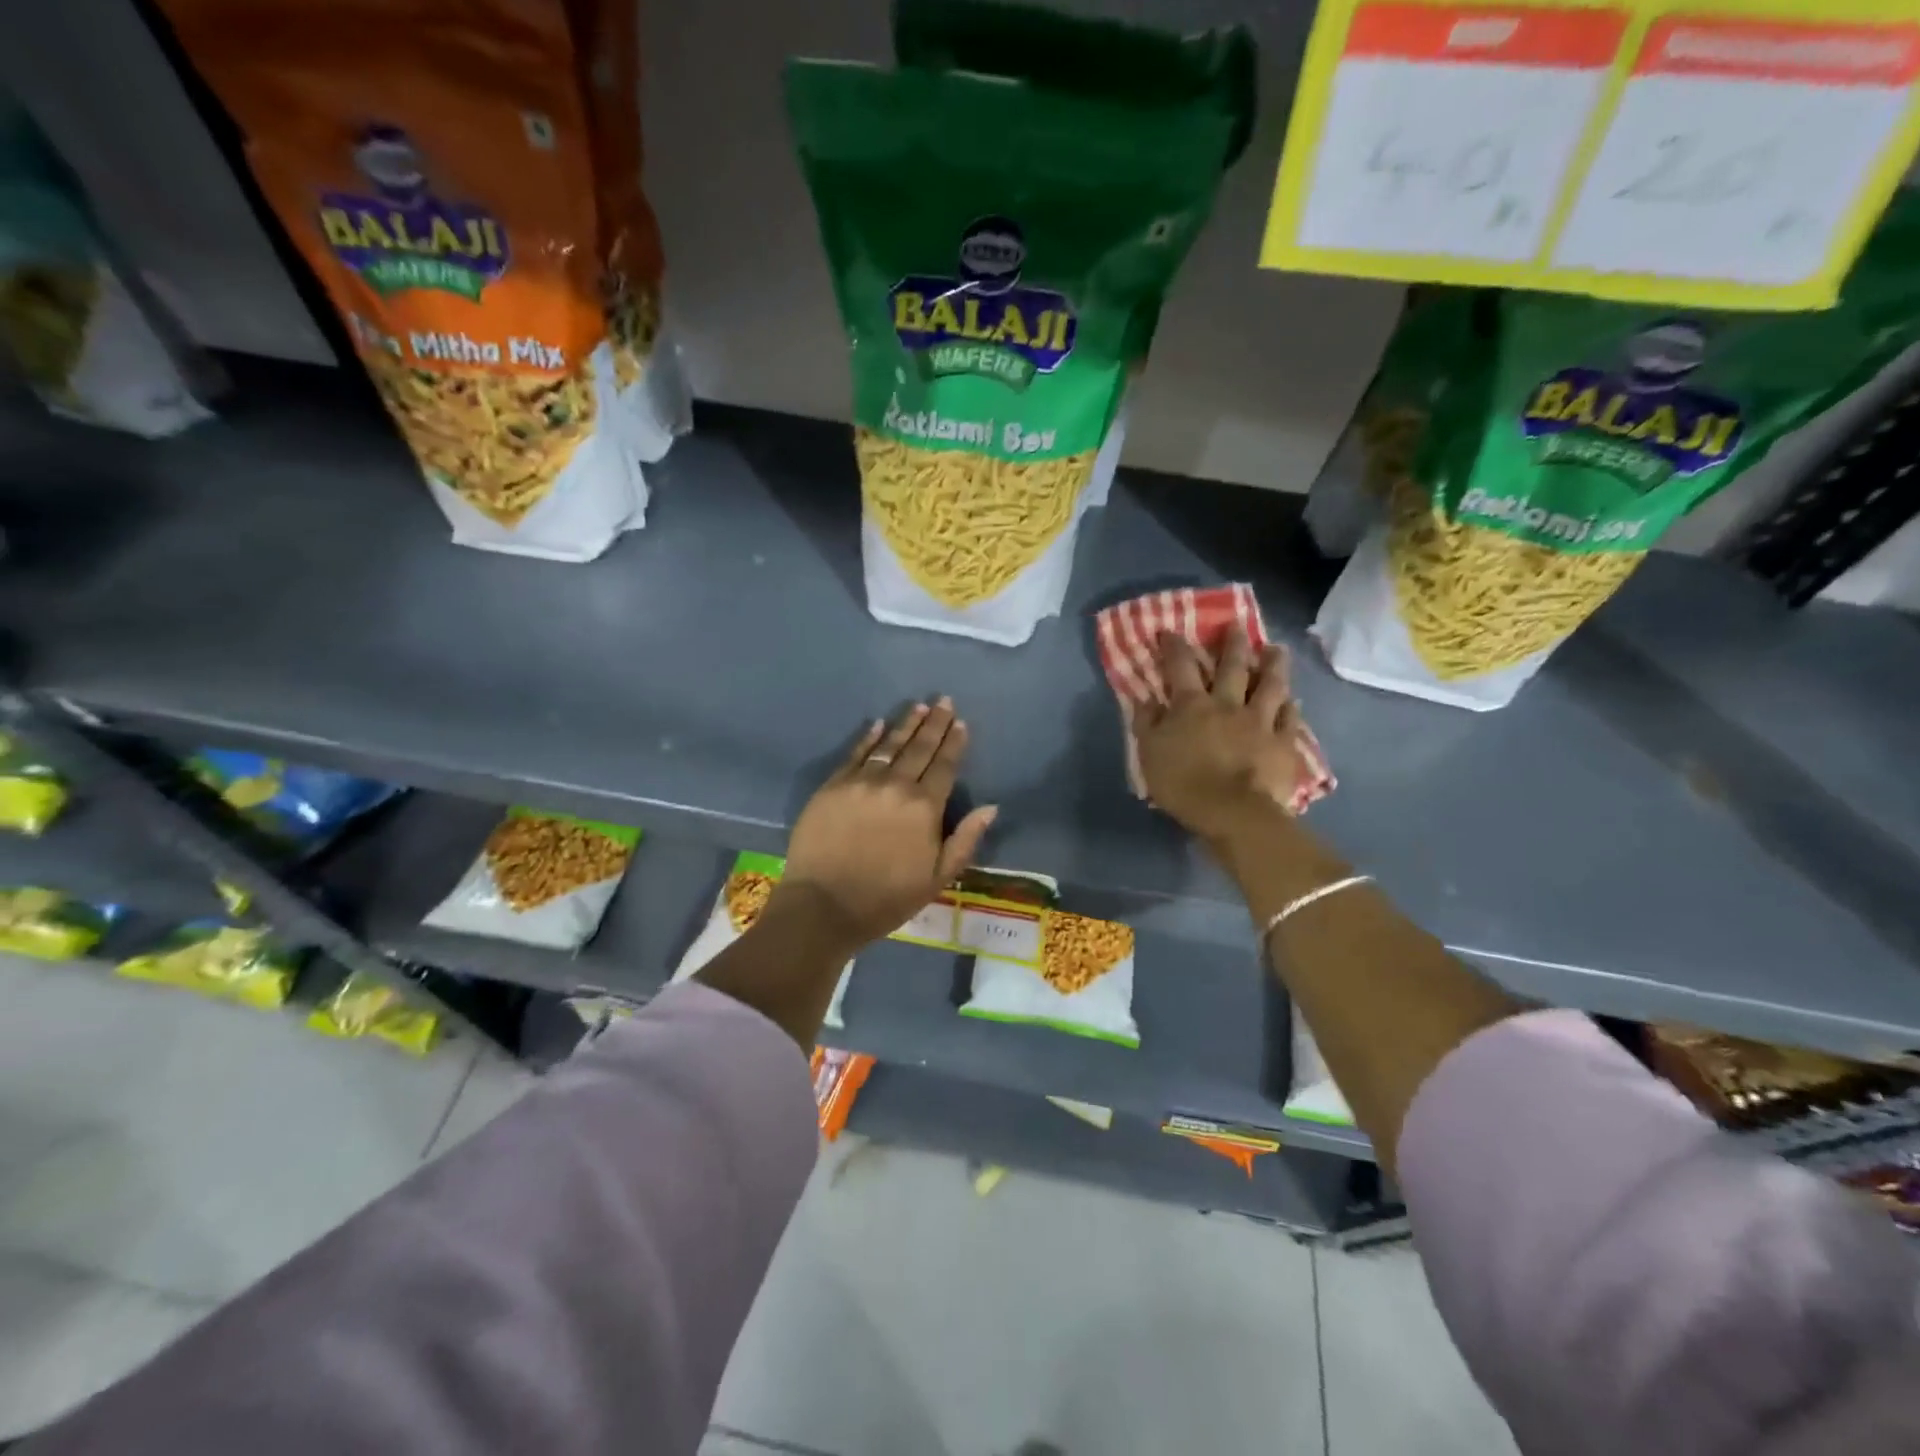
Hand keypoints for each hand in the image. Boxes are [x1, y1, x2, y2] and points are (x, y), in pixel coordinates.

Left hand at [775, 699, 997, 950]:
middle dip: (934, 724)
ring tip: (919, 707)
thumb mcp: (937, 878)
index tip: (961, 723)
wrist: (823, 905)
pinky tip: (877, 724)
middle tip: (944, 701)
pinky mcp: (833, 786)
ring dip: (906, 724)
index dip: (954, 743)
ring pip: (889, 745)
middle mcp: (895, 785)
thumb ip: (965, 840)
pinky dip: (868, 737)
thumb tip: (990, 808)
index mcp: (924, 807)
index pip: (944, 766)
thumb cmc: (886, 898)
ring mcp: (861, 782)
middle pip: (919, 748)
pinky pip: (855, 754)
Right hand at [1135, 626, 1303, 849]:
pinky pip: (1290, 719)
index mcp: (1191, 706)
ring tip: (1277, 649)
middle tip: (1237, 625)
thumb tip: (1145, 698)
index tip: (1170, 631)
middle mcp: (1228, 704)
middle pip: (1233, 667)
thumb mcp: (1149, 754)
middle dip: (1233, 643)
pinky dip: (1291, 707)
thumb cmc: (1183, 784)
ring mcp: (1260, 722)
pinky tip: (1293, 701)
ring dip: (1273, 665)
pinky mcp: (1283, 743)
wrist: (1234, 812)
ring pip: (1269, 685)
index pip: (1180, 667)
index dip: (1174, 646)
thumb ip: (1146, 723)